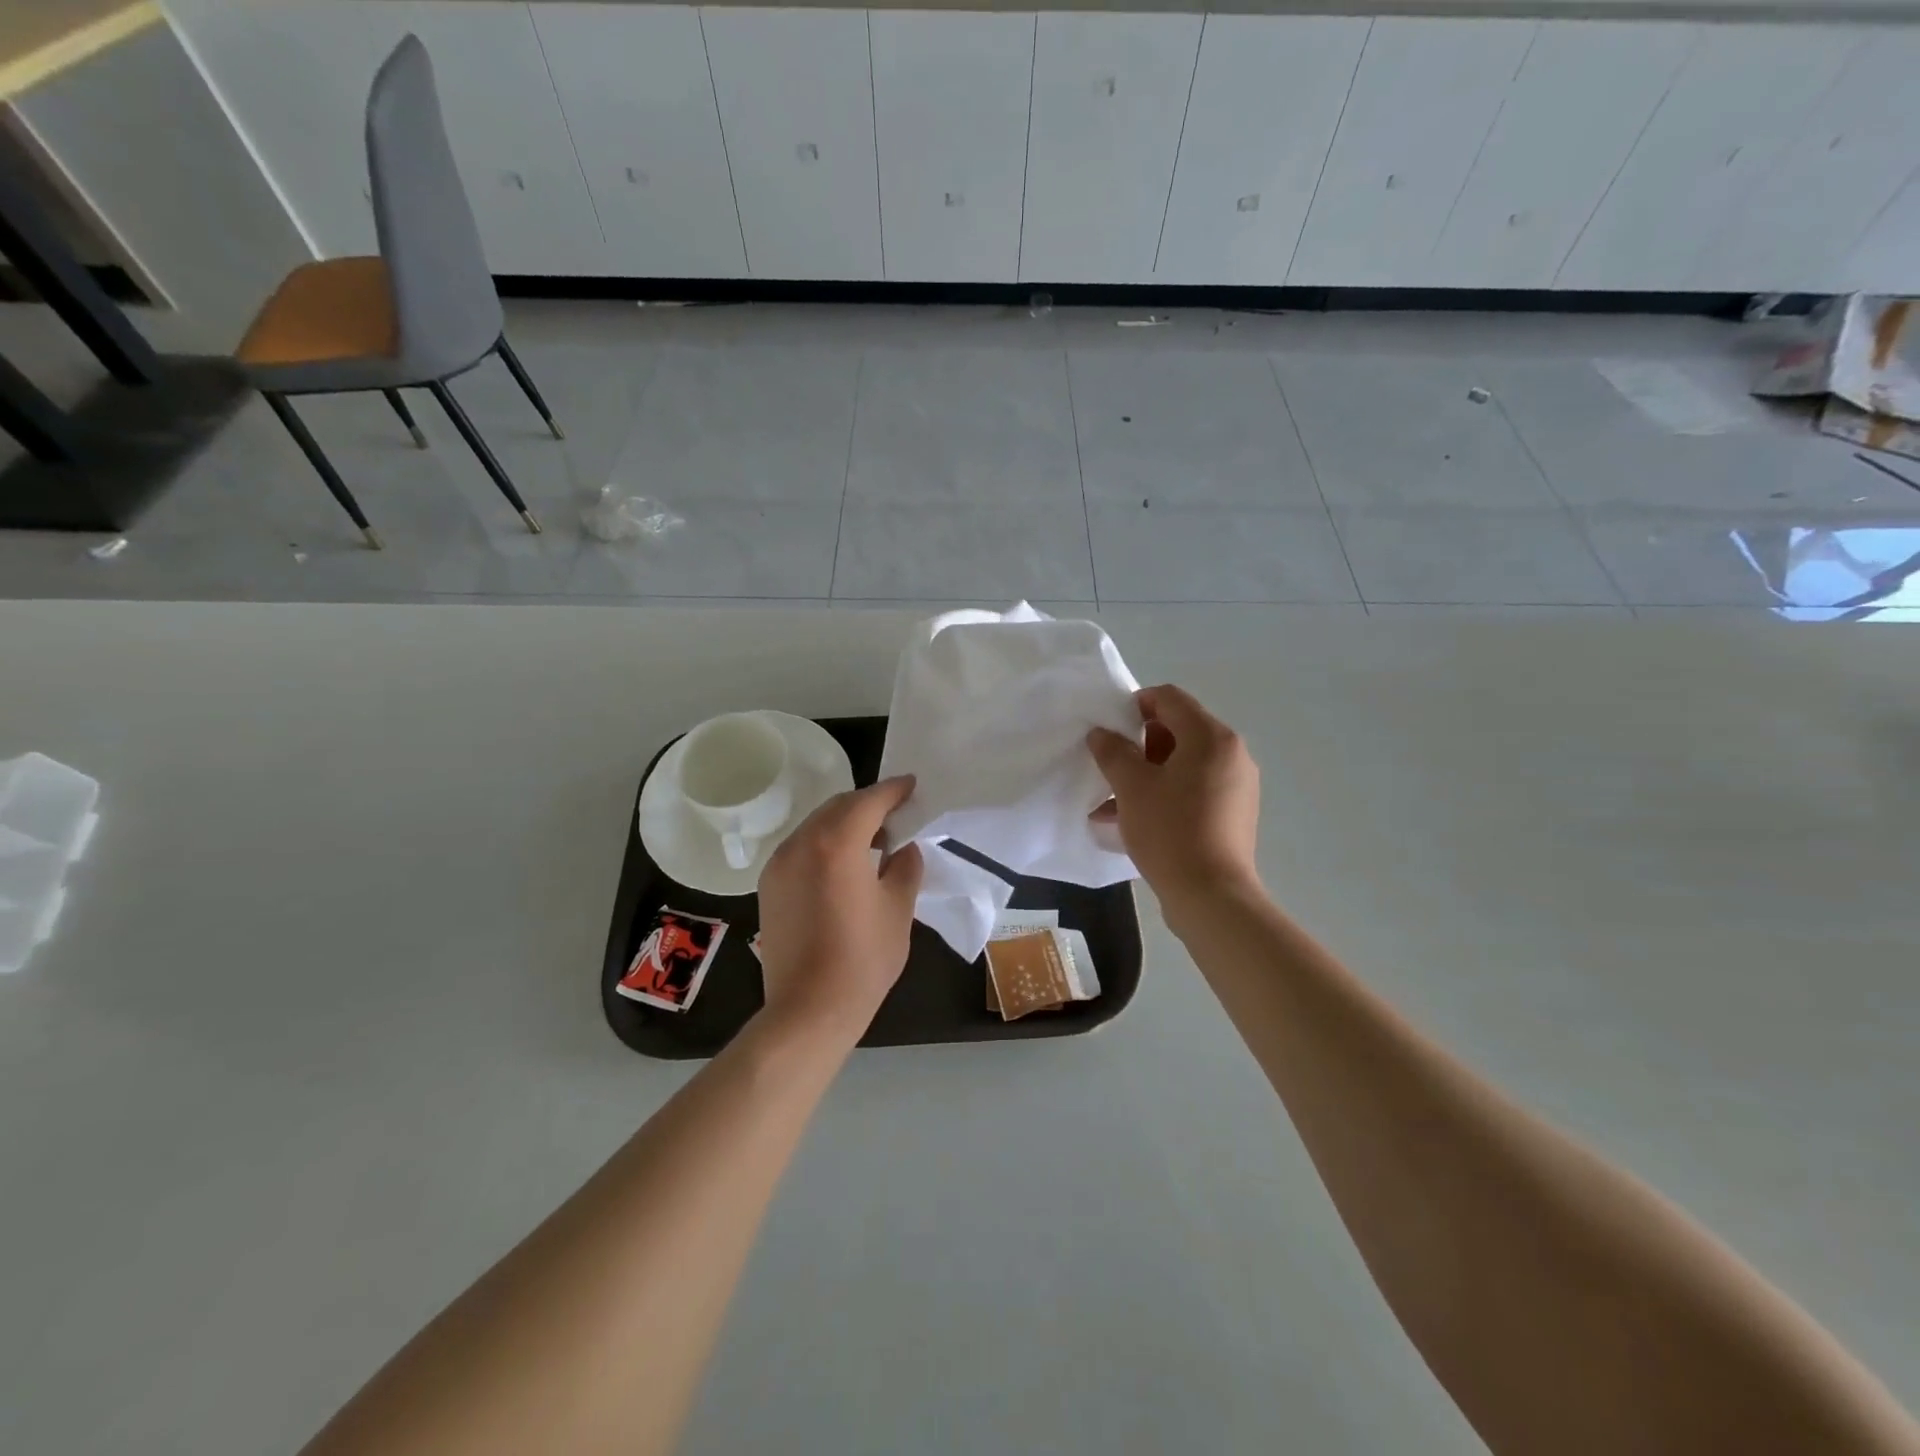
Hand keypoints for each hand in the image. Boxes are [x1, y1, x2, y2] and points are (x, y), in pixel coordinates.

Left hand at [754, 775, 924, 1043]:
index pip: (869, 801)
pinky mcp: (769, 885)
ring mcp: (780, 863)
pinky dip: (825, 842)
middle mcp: (802, 843)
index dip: (894, 790)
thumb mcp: (898, 909)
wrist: (808, 1009)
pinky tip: (844, 864)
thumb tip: (904, 849)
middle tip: (897, 814)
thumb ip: (905, 867)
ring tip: (873, 840)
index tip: (912, 786)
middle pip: (839, 806)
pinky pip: (801, 847)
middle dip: (869, 804)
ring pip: (816, 824)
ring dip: (845, 822)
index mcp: (837, 843)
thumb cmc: (862, 959)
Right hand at [1088, 685, 1261, 913]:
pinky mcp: (1234, 813)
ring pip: (1184, 764)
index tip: (1108, 730)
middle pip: (1179, 730)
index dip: (1134, 705)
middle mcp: (1232, 753)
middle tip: (1110, 767)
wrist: (1211, 896)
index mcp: (1211, 737)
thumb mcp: (1131, 787)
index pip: (1169, 698)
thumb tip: (1101, 734)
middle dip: (1139, 744)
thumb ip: (1112, 752)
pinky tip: (1135, 820)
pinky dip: (1166, 794)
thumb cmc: (1170, 831)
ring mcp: (1237, 785)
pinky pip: (1195, 789)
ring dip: (1148, 773)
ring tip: (1114, 800)